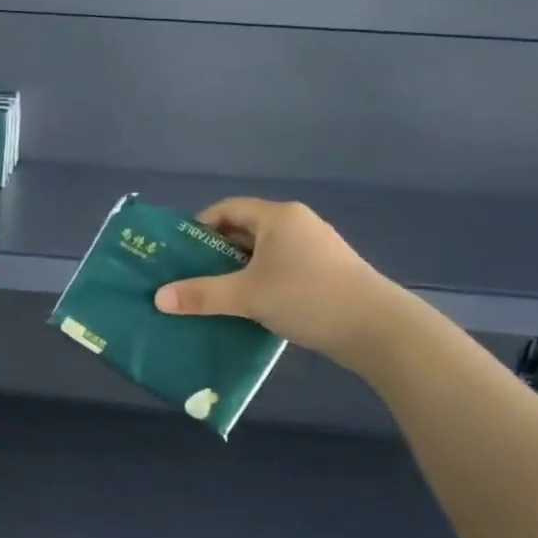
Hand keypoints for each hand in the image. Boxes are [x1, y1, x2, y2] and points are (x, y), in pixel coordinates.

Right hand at [153, 198, 408, 368]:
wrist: (378, 329)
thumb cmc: (307, 297)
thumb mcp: (247, 296)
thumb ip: (201, 294)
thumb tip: (158, 298)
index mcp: (277, 217)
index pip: (227, 209)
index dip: (200, 226)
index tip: (179, 252)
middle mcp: (297, 225)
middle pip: (244, 230)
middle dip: (215, 252)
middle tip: (189, 275)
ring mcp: (315, 249)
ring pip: (263, 253)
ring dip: (237, 270)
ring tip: (214, 294)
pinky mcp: (326, 273)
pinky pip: (281, 269)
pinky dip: (260, 282)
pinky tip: (249, 307)